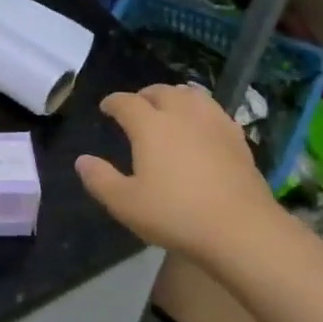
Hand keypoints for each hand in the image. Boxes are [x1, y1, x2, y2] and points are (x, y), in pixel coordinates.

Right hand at [75, 84, 283, 262]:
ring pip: (192, 96)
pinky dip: (202, 110)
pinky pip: (216, 112)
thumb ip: (100, 179)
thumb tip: (82, 161)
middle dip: (144, 95)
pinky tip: (203, 124)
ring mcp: (213, 123)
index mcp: (150, 125)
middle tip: (137, 106)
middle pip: (161, 92)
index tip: (106, 108)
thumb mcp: (125, 204)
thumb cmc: (175, 215)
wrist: (240, 229)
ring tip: (170, 106)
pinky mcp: (237, 138)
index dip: (113, 102)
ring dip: (176, 96)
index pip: (126, 102)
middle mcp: (181, 114)